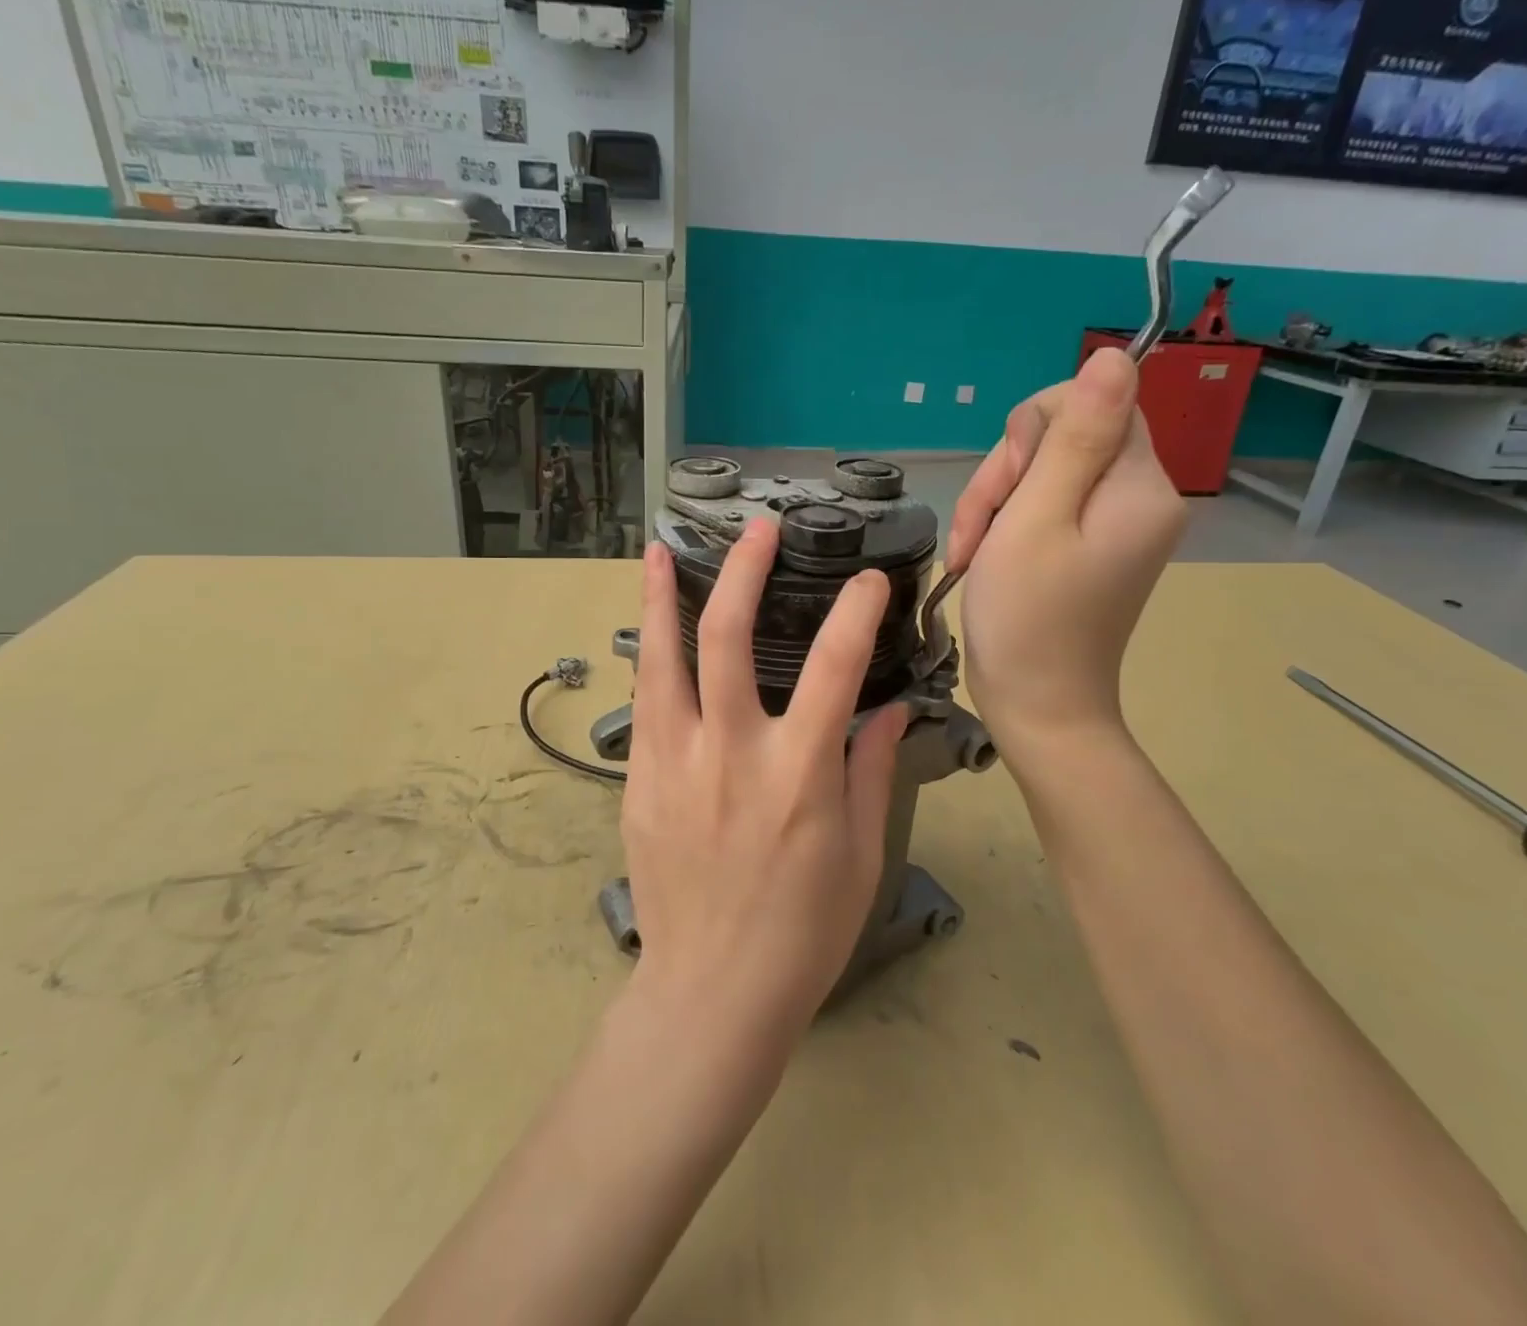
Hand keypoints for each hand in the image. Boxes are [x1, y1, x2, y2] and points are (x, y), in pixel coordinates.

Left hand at [621, 521, 909, 1044]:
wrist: (710, 994)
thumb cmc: (802, 932)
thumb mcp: (861, 856)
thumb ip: (869, 772)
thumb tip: (887, 711)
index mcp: (797, 775)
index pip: (834, 667)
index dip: (854, 612)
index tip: (867, 579)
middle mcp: (730, 754)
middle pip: (728, 640)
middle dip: (743, 573)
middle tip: (757, 532)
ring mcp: (674, 765)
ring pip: (662, 661)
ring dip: (662, 600)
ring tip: (660, 554)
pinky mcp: (639, 784)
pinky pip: (645, 706)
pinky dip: (650, 660)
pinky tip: (651, 636)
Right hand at [949, 348, 1186, 750]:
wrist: (1038, 709)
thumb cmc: (1028, 619)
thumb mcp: (1037, 519)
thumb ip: (1074, 437)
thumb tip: (1115, 354)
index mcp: (1138, 486)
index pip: (1093, 403)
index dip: (1033, 432)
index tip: (1006, 487)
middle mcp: (1139, 498)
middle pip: (1065, 437)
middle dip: (1007, 475)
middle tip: (980, 530)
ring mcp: (1115, 526)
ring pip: (1045, 472)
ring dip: (996, 504)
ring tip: (974, 554)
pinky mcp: (1092, 547)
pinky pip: (1046, 506)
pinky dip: (1007, 526)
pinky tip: (983, 559)